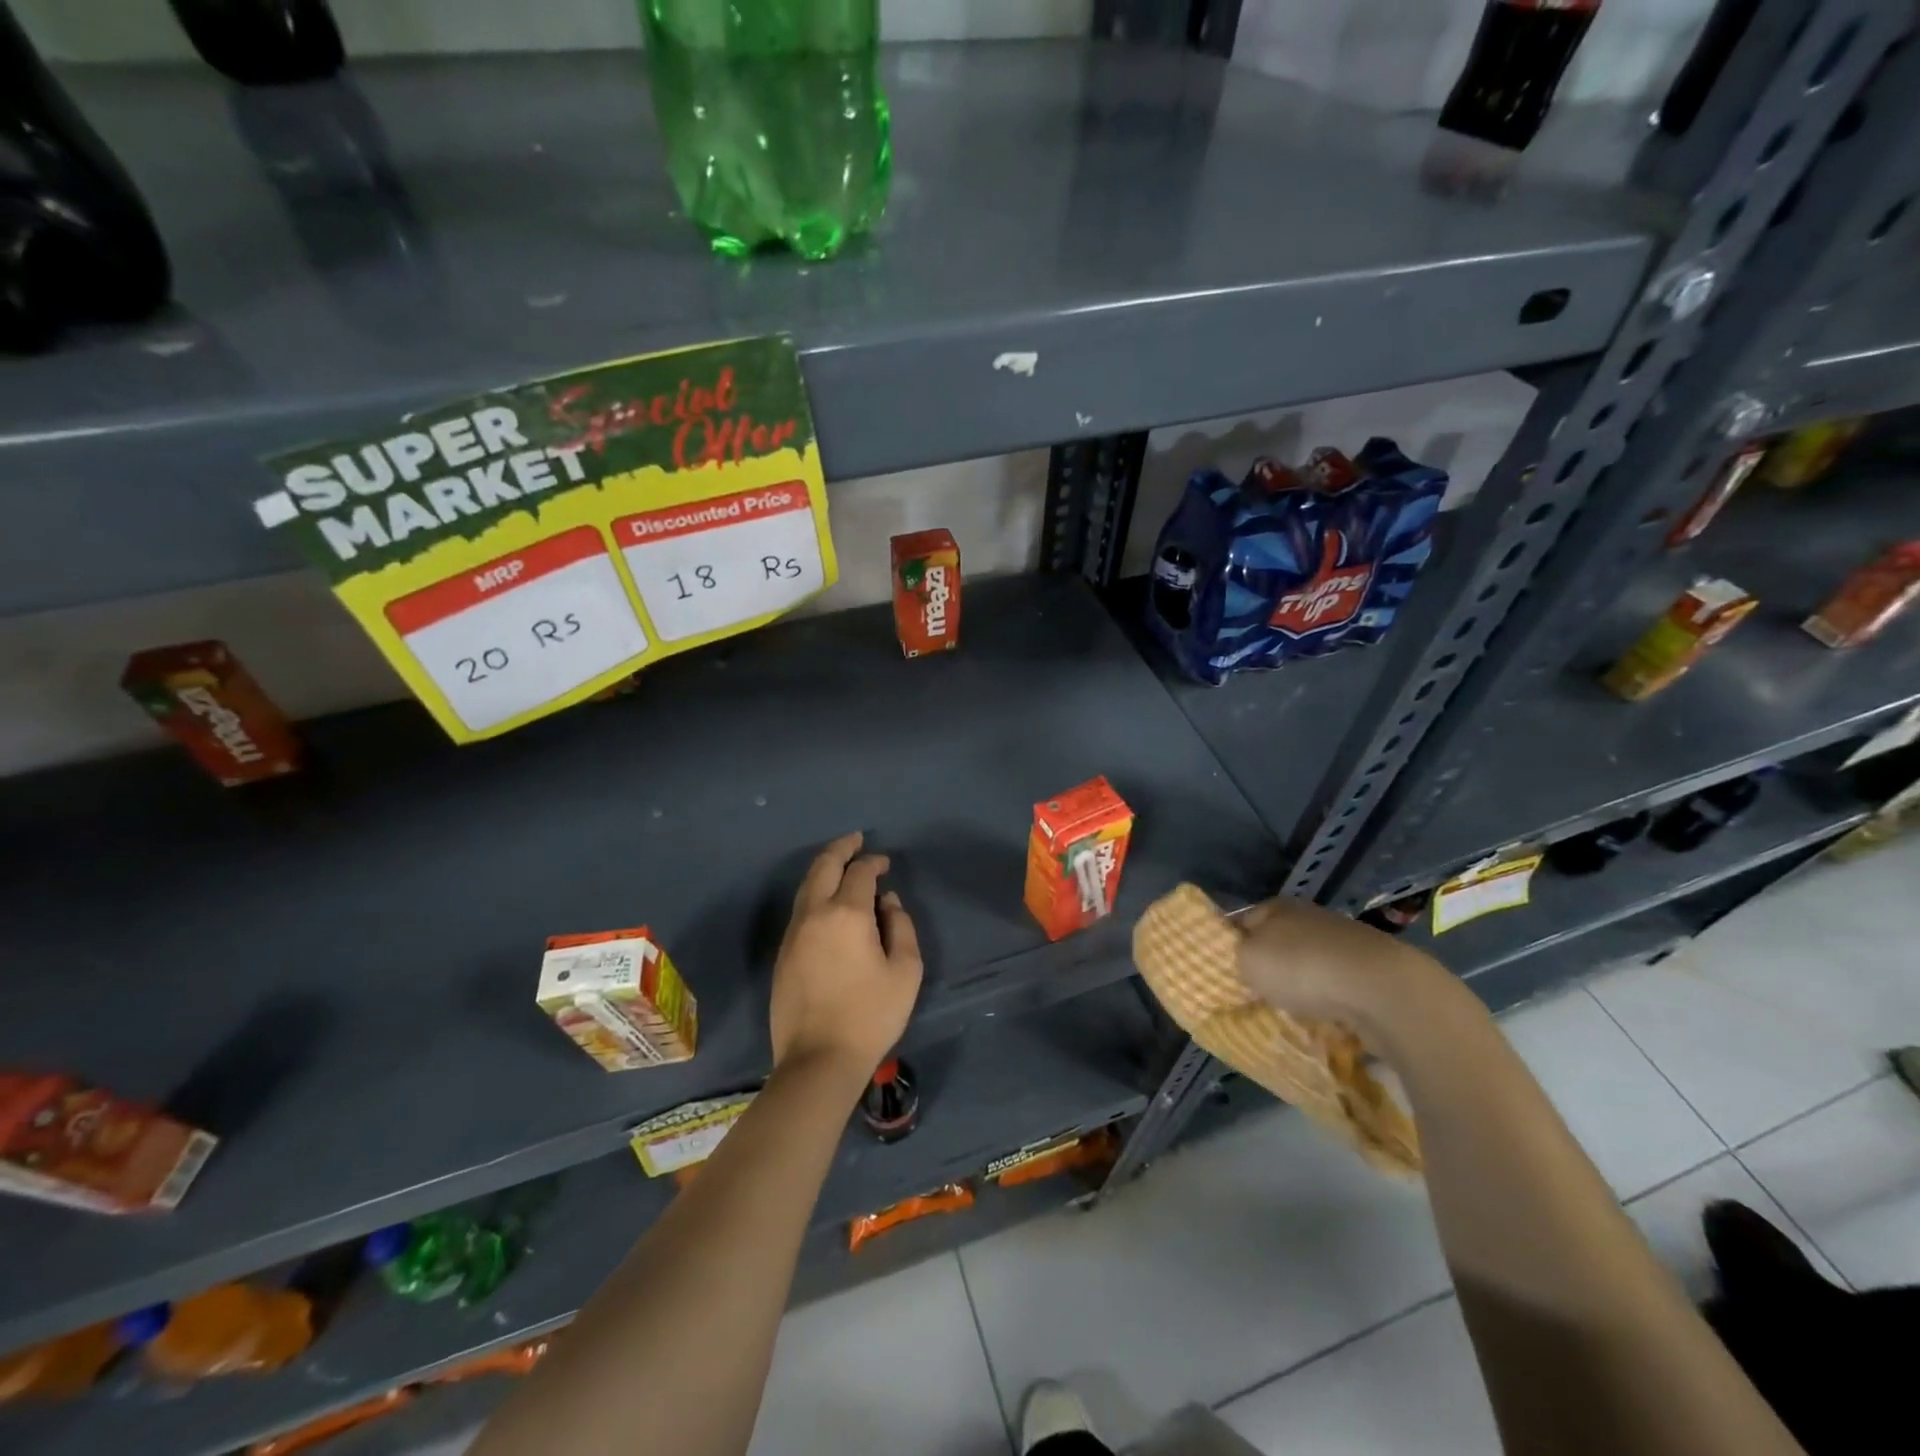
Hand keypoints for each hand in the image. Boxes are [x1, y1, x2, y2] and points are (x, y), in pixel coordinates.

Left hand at [769, 832, 922, 1087]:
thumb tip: (889, 902)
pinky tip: (827, 899)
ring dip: (824, 868)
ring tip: (841, 863)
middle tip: (856, 840)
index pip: (860, 872)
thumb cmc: (870, 1015)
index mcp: (847, 914)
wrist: (818, 1059)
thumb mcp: (905, 971)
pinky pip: (800, 908)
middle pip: (824, 866)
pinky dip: (815, 891)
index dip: (874, 862)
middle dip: (841, 848)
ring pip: (806, 885)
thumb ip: (901, 927)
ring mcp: (793, 933)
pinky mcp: (783, 952)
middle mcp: (815, 914)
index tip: (885, 864)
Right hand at [1235, 894, 1449, 1029]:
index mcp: (1278, 907)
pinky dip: (1329, 1002)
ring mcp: (1345, 943)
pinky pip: (1338, 987)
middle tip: (1254, 998)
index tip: (1223, 974)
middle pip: (1278, 944)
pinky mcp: (1372, 971)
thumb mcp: (1248, 960)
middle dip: (1268, 969)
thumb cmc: (1302, 967)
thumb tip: (1241, 959)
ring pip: (1309, 966)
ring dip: (1301, 987)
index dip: (1230, 946)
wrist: (1382, 990)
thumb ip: (1235, 956)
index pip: (1242, 921)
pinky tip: (1324, 1019)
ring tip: (1290, 1013)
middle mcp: (1311, 917)